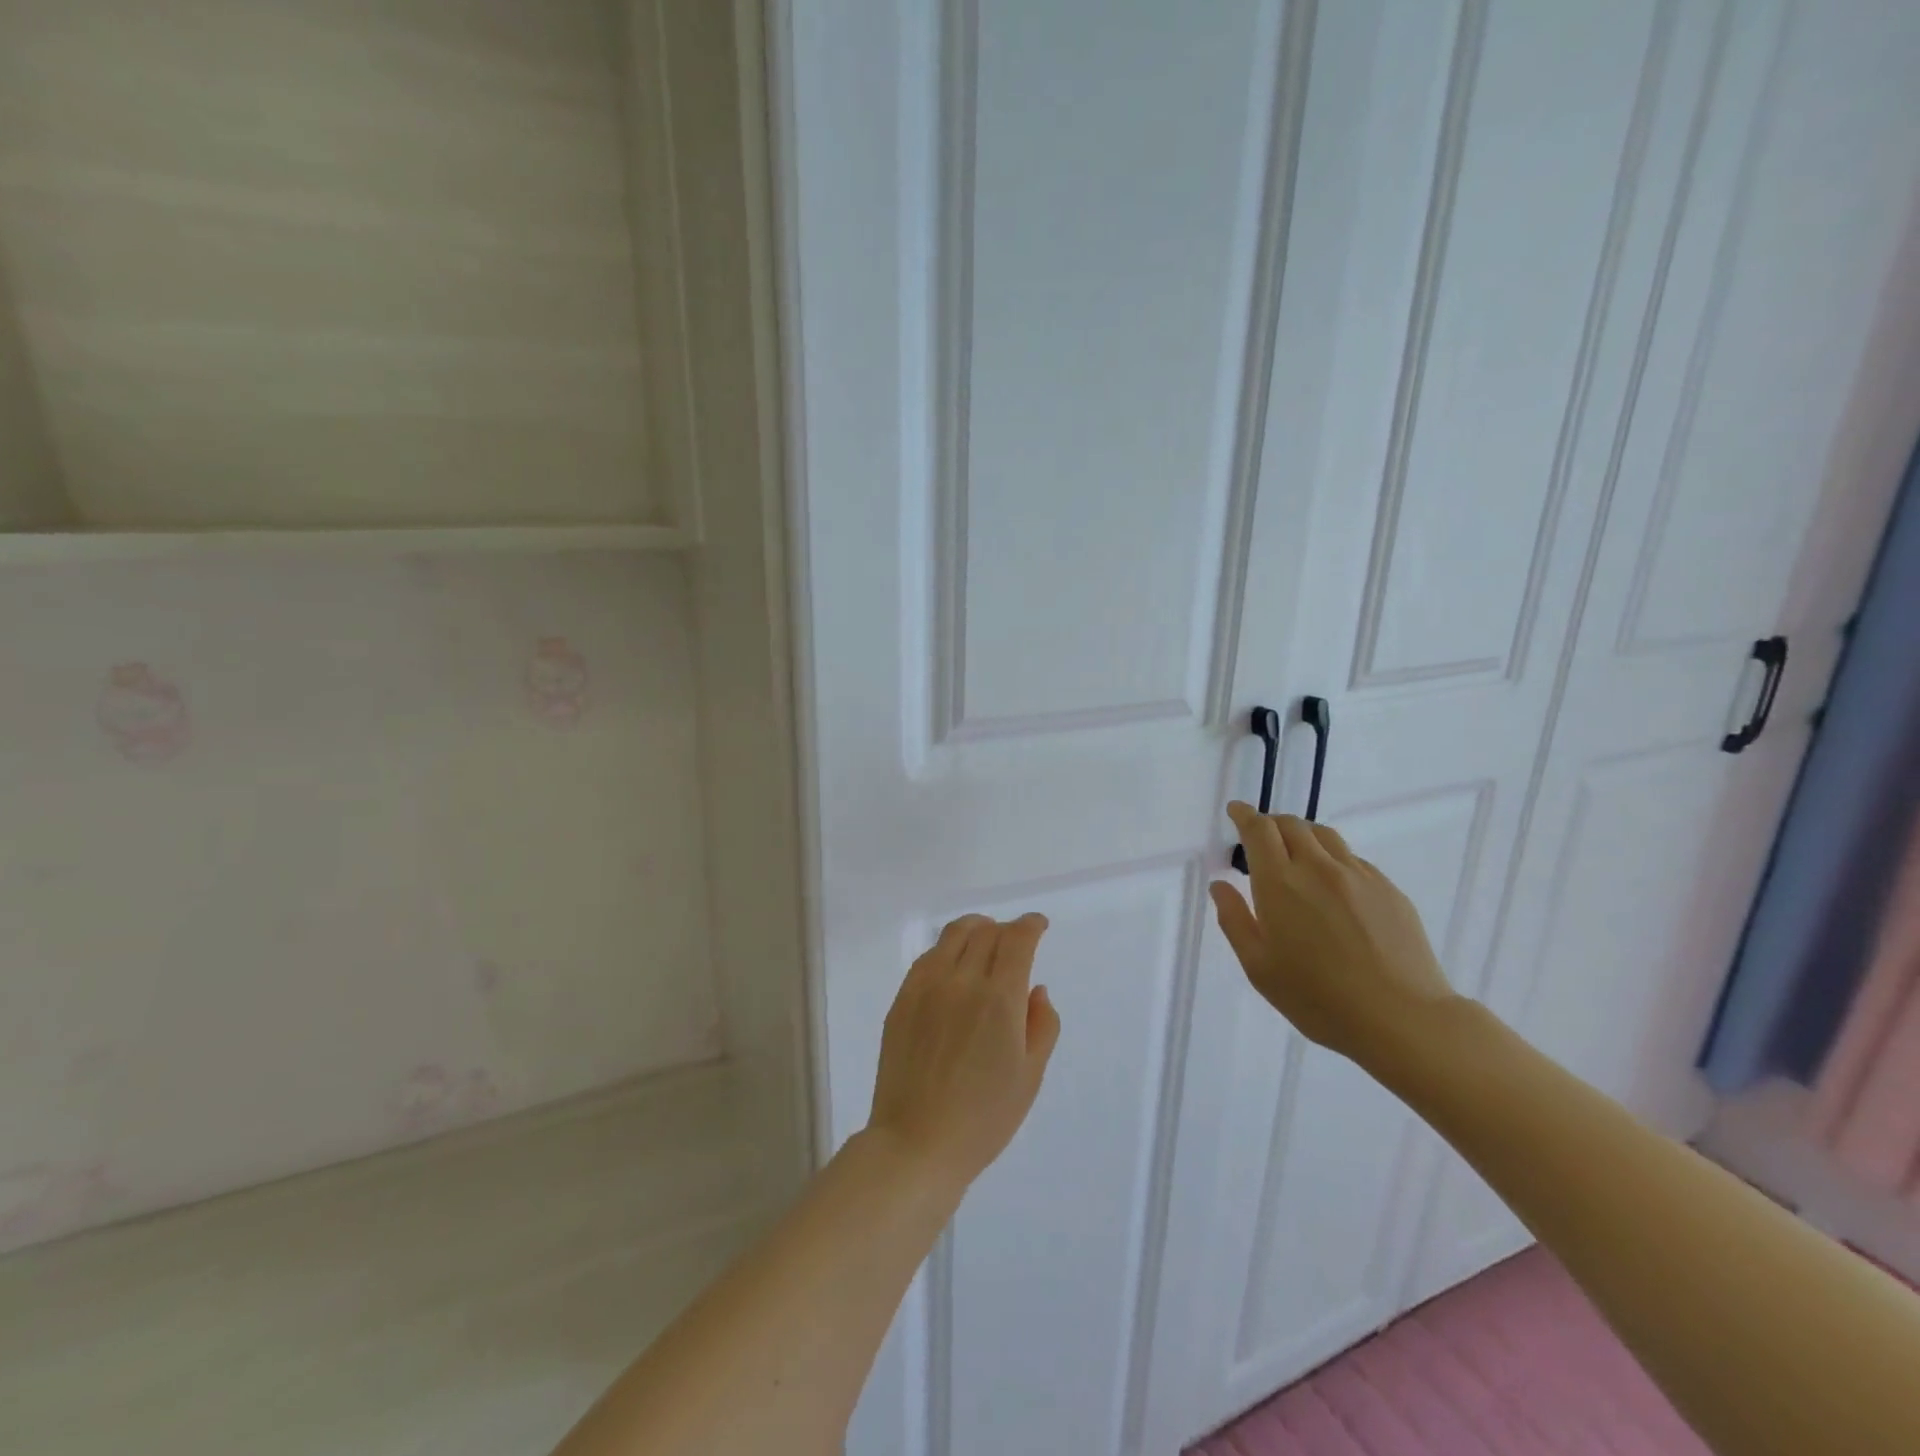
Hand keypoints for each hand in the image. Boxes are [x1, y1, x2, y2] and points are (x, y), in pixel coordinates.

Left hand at [866, 914, 1061, 1190]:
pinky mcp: (902, 999)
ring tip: (984, 939)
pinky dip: (947, 949)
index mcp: (999, 999)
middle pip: (986, 932)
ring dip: (975, 929)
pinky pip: (928, 957)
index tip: (1038, 925)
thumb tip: (1036, 989)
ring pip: (953, 935)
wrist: (916, 1143)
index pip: (1016, 940)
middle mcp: (962, 981)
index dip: (1030, 925)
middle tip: (1014, 940)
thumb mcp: (1029, 1076)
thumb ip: (1041, 1025)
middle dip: (1005, 928)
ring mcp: (926, 987)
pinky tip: (953, 965)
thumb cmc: (983, 1118)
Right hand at [1211, 803, 1456, 1064]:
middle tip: (1261, 838)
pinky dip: (1333, 859)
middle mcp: (1318, 868)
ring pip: (1325, 836)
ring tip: (1297, 855)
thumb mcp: (1259, 967)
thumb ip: (1234, 920)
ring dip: (1303, 835)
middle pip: (1292, 825)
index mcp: (1280, 883)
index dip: (1245, 815)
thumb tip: (1220, 886)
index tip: (1236, 810)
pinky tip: (1333, 887)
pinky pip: (1353, 859)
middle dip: (1271, 823)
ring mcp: (1359, 875)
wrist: (1402, 1019)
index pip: (1259, 830)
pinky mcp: (1388, 889)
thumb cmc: (1318, 998)